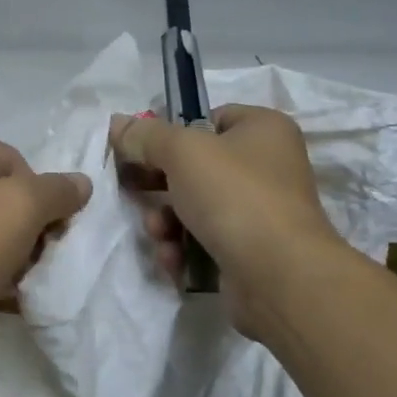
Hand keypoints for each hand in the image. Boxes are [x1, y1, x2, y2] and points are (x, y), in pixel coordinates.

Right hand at [108, 106, 342, 341]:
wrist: (279, 277)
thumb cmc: (234, 195)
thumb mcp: (181, 152)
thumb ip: (145, 136)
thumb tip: (117, 124)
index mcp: (263, 129)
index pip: (208, 119)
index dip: (172, 133)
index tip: (140, 150)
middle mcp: (268, 166)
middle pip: (196, 166)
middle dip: (159, 185)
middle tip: (132, 190)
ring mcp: (261, 212)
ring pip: (195, 207)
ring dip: (166, 221)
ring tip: (159, 233)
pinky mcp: (251, 252)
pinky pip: (205, 240)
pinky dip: (184, 248)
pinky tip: (174, 259)